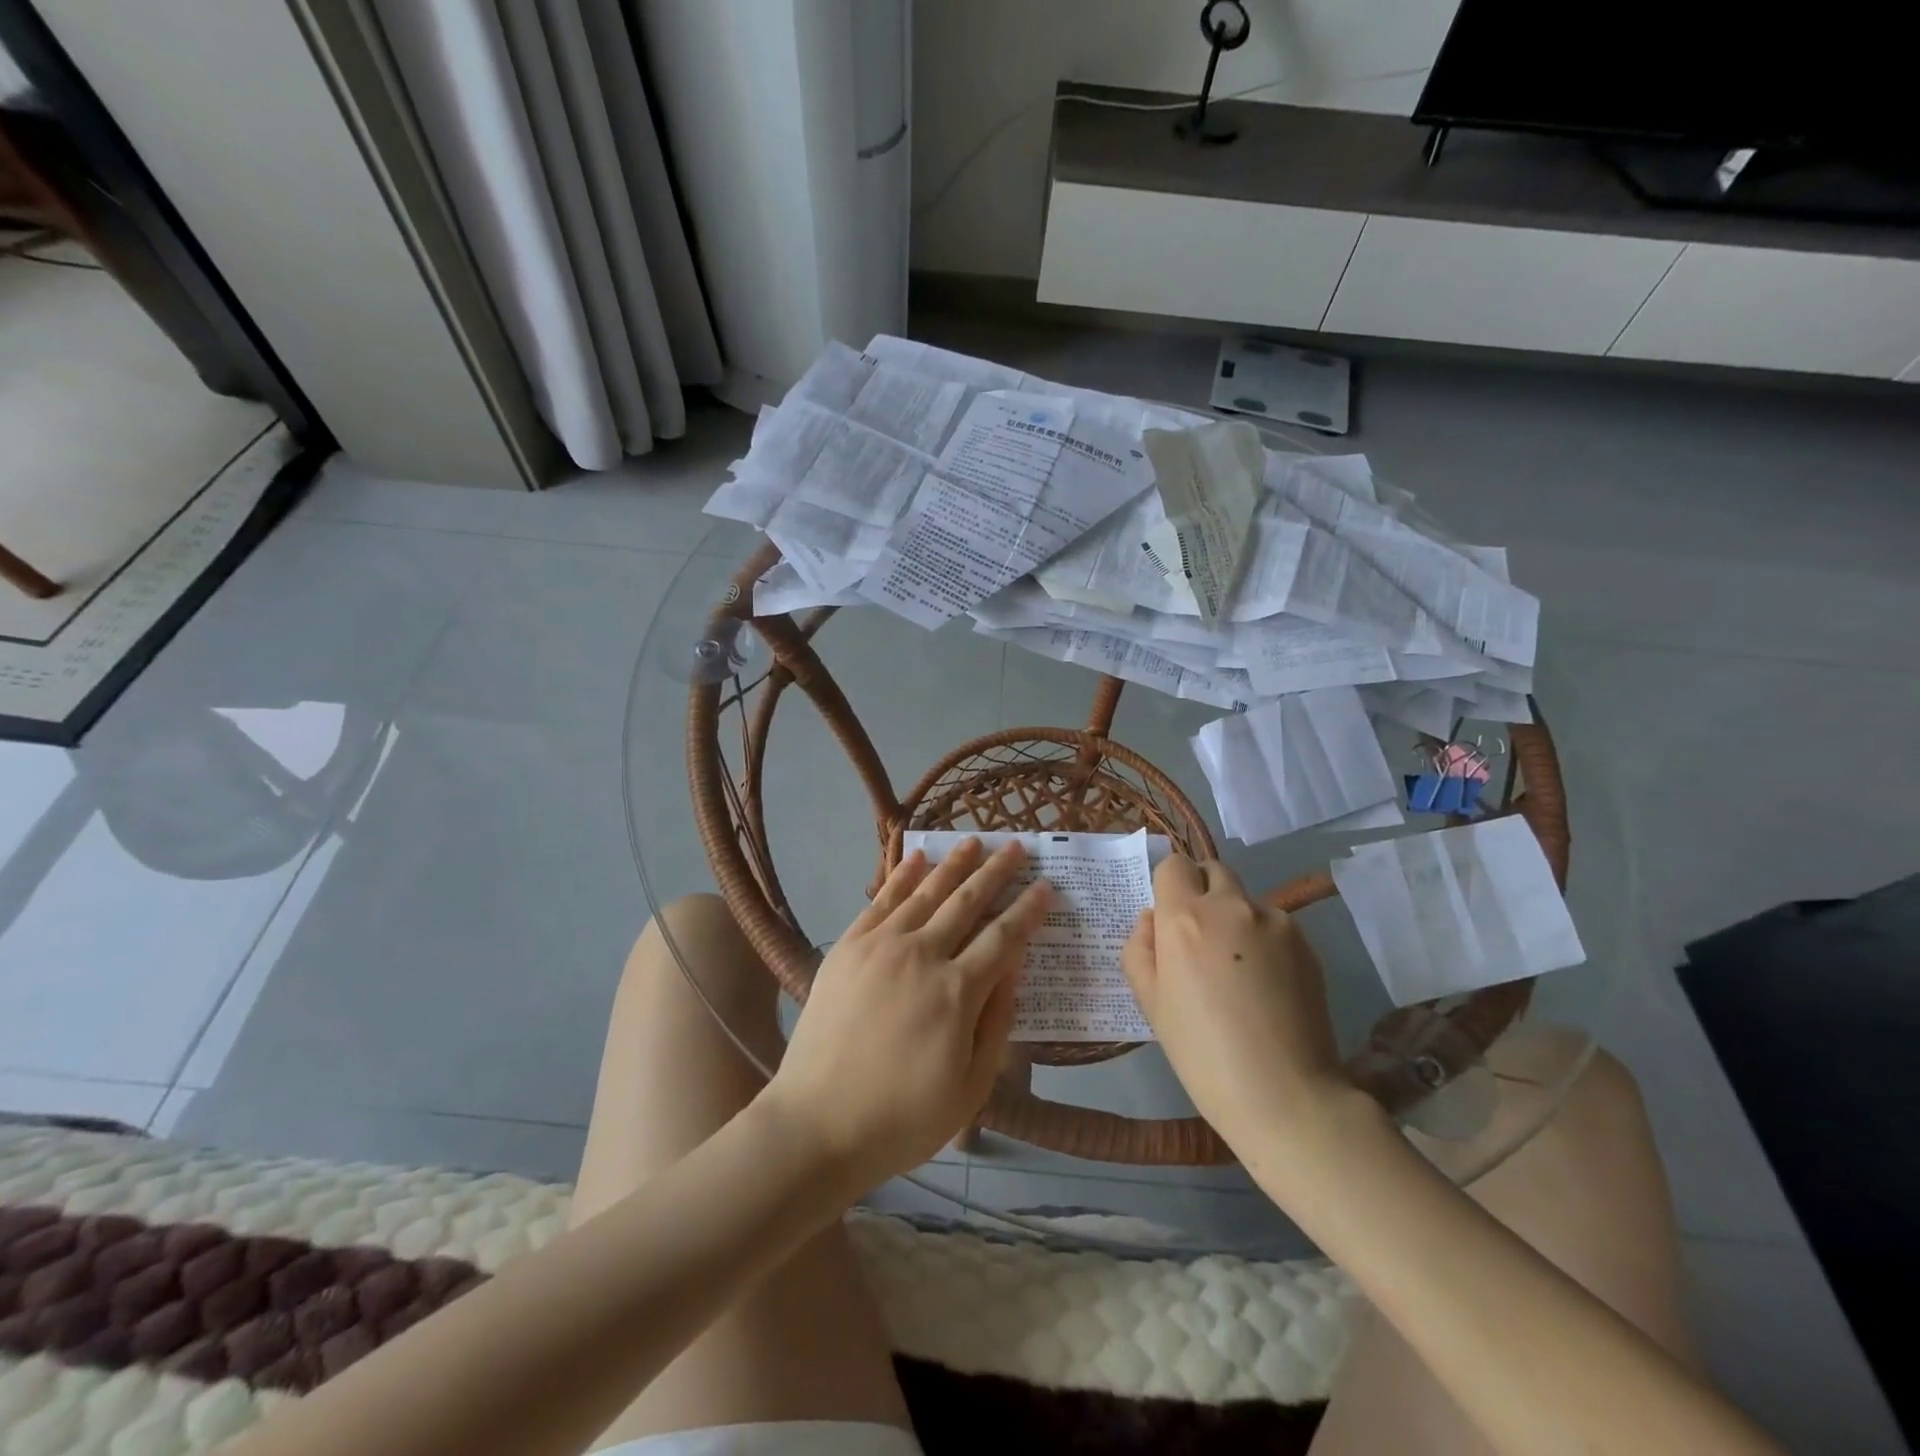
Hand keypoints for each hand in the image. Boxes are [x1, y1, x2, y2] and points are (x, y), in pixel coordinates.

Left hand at [761, 839, 1049, 1195]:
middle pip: (967, 902)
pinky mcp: (848, 947)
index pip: (1004, 938)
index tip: (1045, 885)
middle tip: (1016, 846)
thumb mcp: (970, 1087)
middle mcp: (921, 955)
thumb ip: (996, 1022)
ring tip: (974, 841)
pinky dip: (902, 874)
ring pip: (926, 892)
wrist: (816, 1124)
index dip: (1028, 910)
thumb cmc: (902, 1118)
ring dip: (954, 864)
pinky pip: (881, 900)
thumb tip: (1014, 968)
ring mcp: (880, 946)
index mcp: (957, 992)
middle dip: (996, 871)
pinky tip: (918, 857)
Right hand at [1122, 856, 1356, 1164]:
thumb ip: (1139, 948)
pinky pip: (1274, 925)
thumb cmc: (1202, 1052)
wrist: (1284, 1095)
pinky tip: (1267, 985)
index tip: (1170, 918)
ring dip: (1236, 918)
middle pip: (1212, 870)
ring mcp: (1274, 921)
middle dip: (1202, 892)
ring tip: (1239, 971)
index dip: (1168, 885)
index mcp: (1184, 917)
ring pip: (1245, 900)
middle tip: (1201, 939)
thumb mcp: (1150, 1003)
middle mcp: (1230, 905)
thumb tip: (1152, 919)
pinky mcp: (1306, 942)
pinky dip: (1265, 940)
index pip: (1173, 865)